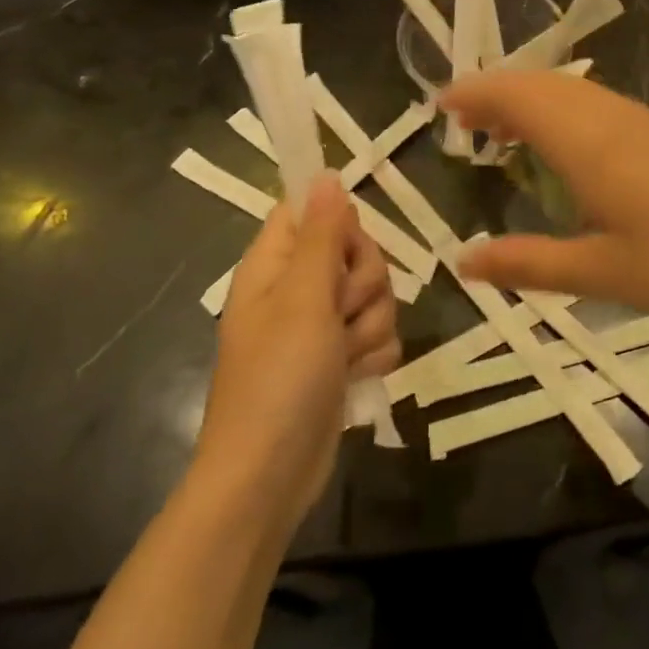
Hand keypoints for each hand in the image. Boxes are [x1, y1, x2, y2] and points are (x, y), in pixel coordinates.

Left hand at [195, 176, 398, 534]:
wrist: (270, 476)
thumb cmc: (278, 378)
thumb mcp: (303, 298)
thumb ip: (321, 234)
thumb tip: (324, 172)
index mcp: (273, 263)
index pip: (311, 211)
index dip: (339, 223)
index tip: (348, 250)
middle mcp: (297, 288)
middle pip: (355, 252)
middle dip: (363, 283)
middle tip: (339, 313)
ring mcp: (320, 326)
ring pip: (375, 295)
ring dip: (370, 325)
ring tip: (343, 356)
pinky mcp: (341, 358)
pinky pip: (378, 333)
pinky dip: (373, 355)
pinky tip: (354, 377)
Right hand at [441, 70, 648, 323]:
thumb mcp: (599, 273)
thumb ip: (527, 263)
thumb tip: (462, 262)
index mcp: (586, 142)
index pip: (516, 96)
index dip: (474, 94)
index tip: (440, 106)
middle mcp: (609, 116)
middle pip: (540, 83)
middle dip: (494, 92)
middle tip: (461, 122)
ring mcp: (640, 118)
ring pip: (570, 89)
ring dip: (528, 98)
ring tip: (500, 131)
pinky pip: (595, 101)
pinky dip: (560, 107)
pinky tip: (563, 144)